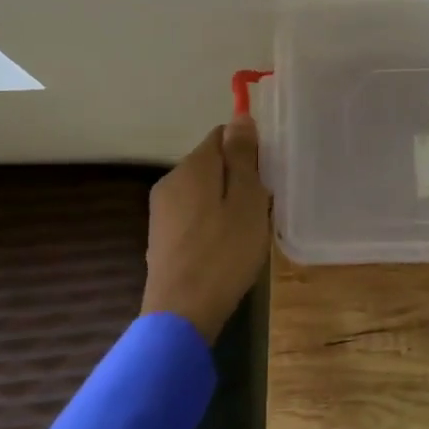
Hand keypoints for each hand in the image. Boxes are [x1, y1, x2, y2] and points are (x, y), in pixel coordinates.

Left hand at [140, 117, 271, 343]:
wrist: (182, 311)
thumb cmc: (224, 253)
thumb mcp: (246, 201)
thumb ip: (243, 157)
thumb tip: (240, 116)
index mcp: (193, 166)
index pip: (222, 135)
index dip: (248, 150)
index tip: (267, 177)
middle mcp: (171, 180)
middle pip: (211, 163)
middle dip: (238, 177)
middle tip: (261, 208)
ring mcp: (162, 210)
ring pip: (202, 190)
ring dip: (225, 201)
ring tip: (246, 230)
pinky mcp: (161, 236)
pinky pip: (193, 214)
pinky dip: (211, 221)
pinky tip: (224, 247)